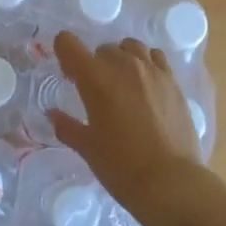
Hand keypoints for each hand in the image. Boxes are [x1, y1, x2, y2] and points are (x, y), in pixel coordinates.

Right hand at [51, 32, 205, 225]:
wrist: (170, 182)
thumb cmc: (121, 167)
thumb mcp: (87, 148)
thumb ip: (67, 126)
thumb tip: (53, 114)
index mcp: (95, 78)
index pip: (68, 43)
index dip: (64, 54)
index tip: (69, 76)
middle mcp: (123, 65)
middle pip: (102, 48)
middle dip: (95, 65)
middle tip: (97, 93)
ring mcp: (151, 70)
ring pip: (130, 47)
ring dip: (122, 60)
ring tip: (124, 85)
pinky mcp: (172, 80)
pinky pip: (155, 56)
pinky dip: (147, 63)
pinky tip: (147, 85)